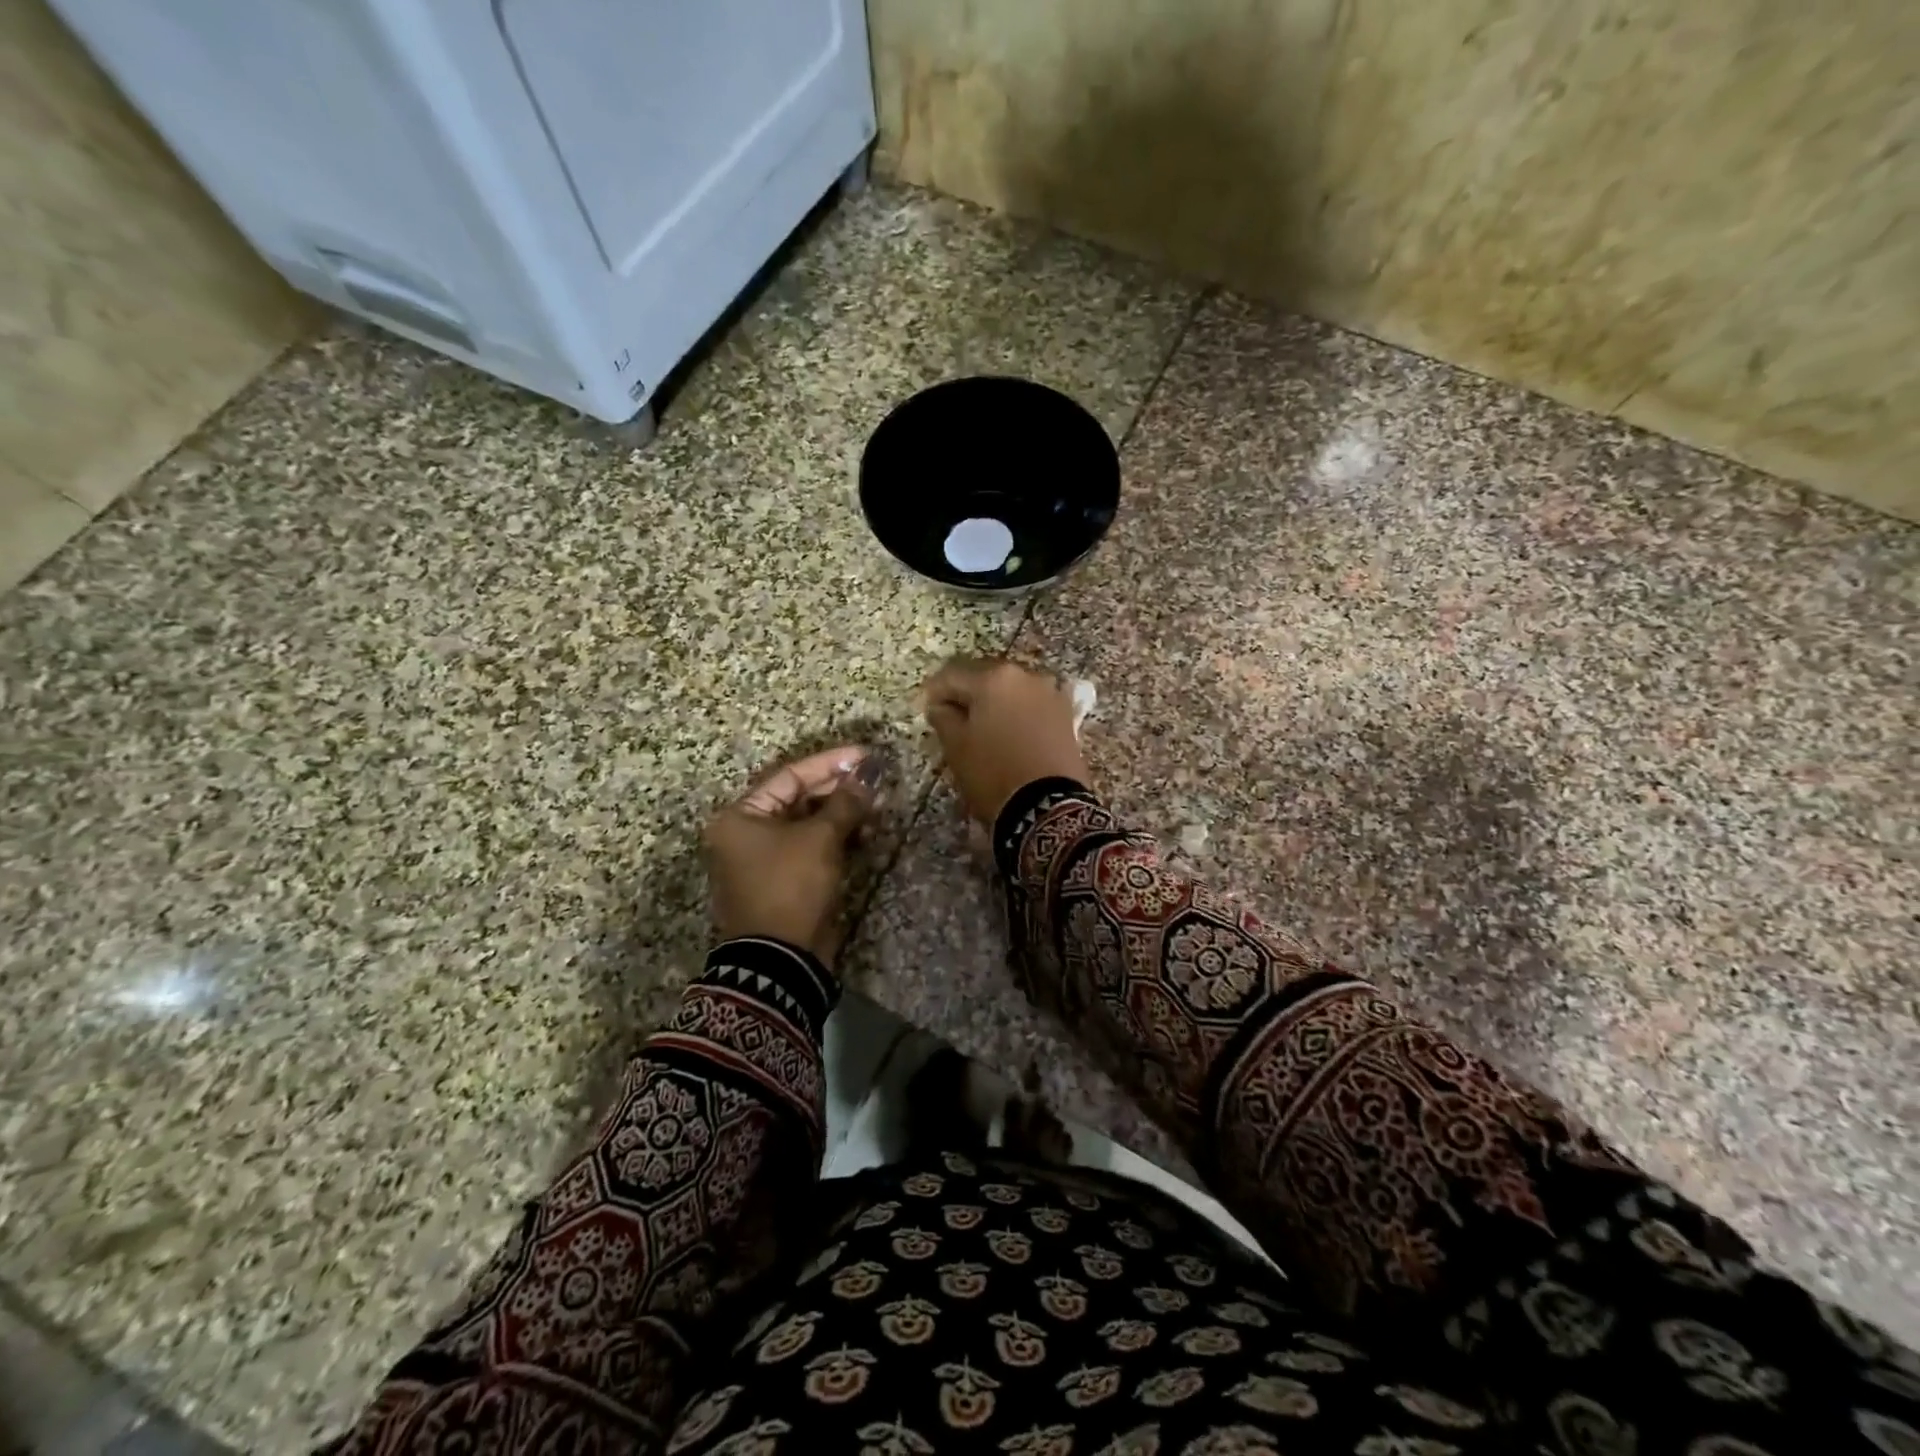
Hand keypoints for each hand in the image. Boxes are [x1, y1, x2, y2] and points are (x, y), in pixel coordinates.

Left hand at [705, 747, 881, 966]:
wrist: (782, 960)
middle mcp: (746, 834)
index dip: (829, 764)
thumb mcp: (820, 838)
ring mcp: (765, 860)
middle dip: (839, 791)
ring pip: (808, 825)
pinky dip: (837, 839)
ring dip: (843, 815)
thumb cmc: (792, 886)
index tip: (864, 755)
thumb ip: (845, 801)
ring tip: (877, 807)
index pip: (789, 777)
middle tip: (875, 783)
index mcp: (740, 817)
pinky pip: (812, 848)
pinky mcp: (785, 881)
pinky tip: (866, 832)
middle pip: (799, 799)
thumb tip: (868, 772)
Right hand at [923, 658, 1089, 824]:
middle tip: (952, 719)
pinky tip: (1012, 732)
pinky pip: (1033, 706)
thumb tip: (940, 705)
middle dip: (966, 695)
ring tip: (984, 728)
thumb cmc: (993, 772)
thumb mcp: (956, 747)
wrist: (1049, 804)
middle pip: (984, 678)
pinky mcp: (1066, 714)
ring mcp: (1049, 693)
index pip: (950, 676)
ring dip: (994, 704)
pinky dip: (1018, 714)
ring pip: (1010, 691)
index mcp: (992, 678)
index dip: (934, 693)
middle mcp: (1024, 675)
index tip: (927, 711)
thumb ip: (943, 717)